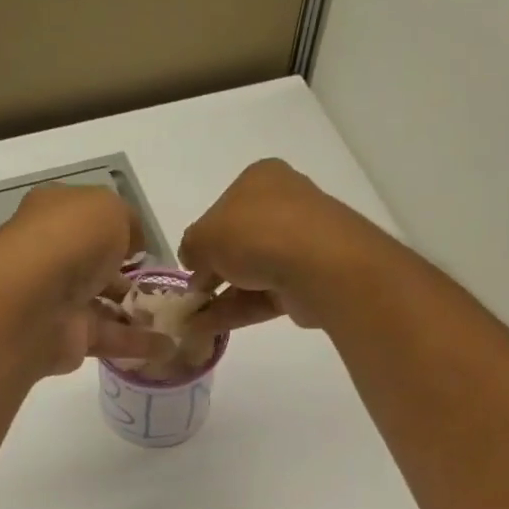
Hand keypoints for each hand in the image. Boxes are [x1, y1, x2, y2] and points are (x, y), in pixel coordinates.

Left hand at [0, 184, 171, 377]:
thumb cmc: (70, 241)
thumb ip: (128, 222)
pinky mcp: (68, 338)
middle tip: (165, 288)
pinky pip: (109, 339)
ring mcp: (59, 300)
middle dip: (129, 276)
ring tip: (176, 320)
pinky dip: (138, 344)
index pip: (89, 220)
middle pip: (96, 265)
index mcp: (55, 215)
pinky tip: (169, 347)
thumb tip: (134, 246)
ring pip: (105, 304)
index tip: (147, 248)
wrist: (32, 303)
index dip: (120, 231)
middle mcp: (53, 256)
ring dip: (138, 313)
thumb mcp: (109, 210)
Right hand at [177, 160, 389, 338]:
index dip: (204, 237)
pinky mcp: (307, 281)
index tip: (190, 264)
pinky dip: (237, 311)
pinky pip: (264, 296)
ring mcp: (299, 245)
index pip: (224, 207)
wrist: (318, 265)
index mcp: (261, 179)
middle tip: (191, 296)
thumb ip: (191, 247)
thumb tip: (193, 262)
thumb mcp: (204, 236)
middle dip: (213, 271)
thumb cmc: (256, 233)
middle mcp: (284, 205)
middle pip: (239, 242)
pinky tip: (207, 329)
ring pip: (251, 272)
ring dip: (220, 297)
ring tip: (191, 322)